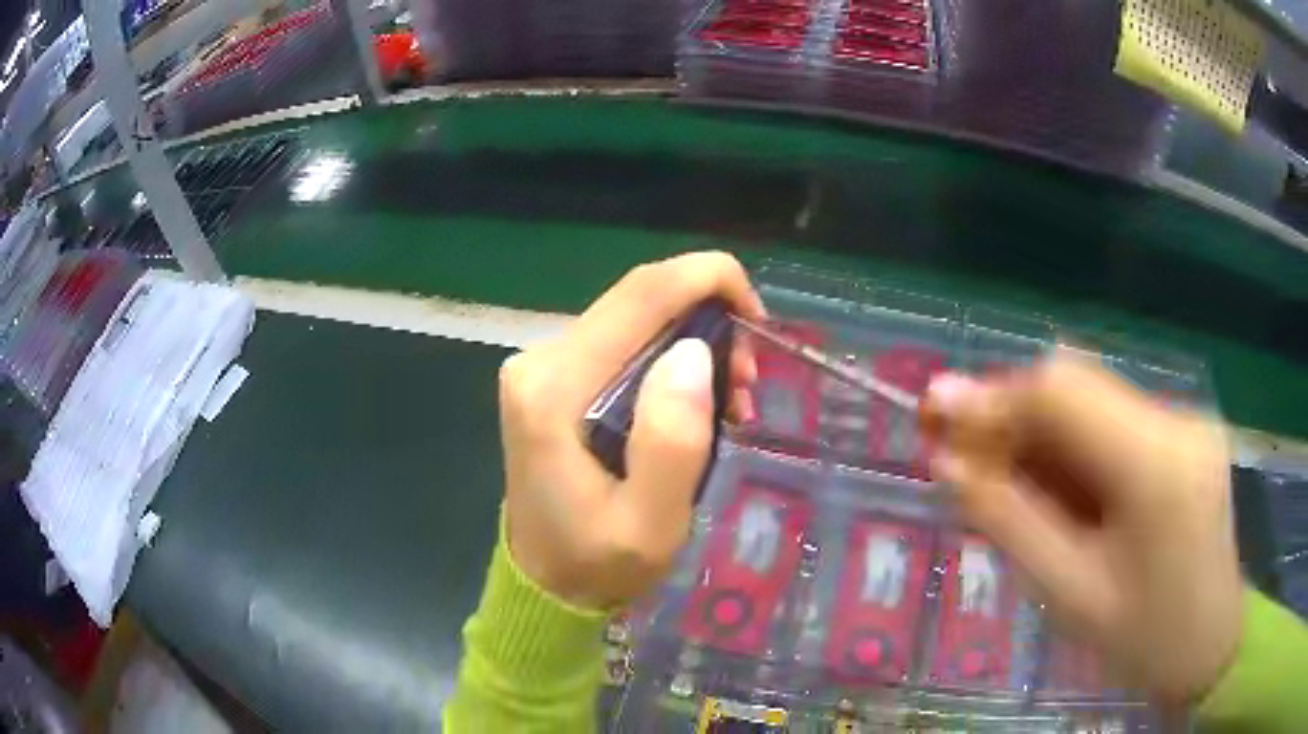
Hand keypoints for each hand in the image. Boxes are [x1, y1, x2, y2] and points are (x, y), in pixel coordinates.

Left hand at [497, 252, 764, 609]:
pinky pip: (624, 342)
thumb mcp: (650, 524)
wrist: (546, 582)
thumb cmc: (599, 562)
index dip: (708, 280)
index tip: (759, 319)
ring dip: (695, 342)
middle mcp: (541, 360)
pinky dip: (671, 358)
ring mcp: (543, 365)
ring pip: (636, 317)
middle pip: (640, 299)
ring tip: (732, 401)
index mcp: (555, 389)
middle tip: (749, 384)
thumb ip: (673, 441)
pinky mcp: (553, 377)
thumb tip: (694, 352)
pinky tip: (695, 401)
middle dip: (709, 320)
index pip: (640, 295)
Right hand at [921, 353, 1242, 704]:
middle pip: (1077, 383)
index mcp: (1156, 465)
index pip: (1063, 392)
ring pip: (1092, 397)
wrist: (1207, 644)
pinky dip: (1072, 443)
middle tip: (962, 456)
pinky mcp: (1183, 430)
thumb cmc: (1142, 639)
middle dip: (1012, 413)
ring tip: (1004, 478)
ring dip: (1040, 430)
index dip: (993, 397)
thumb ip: (1010, 521)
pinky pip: (1113, 419)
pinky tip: (1056, 485)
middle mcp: (1175, 420)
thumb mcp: (1068, 594)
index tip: (935, 416)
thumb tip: (949, 462)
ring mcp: (1184, 418)